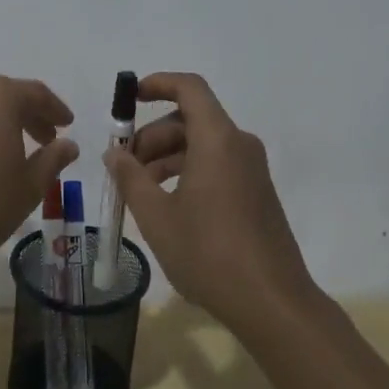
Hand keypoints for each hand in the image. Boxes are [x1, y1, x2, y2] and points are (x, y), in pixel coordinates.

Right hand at [105, 72, 316, 336]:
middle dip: (152, 135)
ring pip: (202, 145)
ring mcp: (251, 170)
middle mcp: (239, 145)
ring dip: (167, 157)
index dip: (158, 84)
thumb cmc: (209, 253)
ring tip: (139, 191)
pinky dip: (188, 172)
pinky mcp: (256, 193)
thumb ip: (131, 178)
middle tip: (124, 166)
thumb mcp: (157, 217)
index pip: (189, 88)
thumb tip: (115, 153)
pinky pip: (217, 165)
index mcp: (217, 140)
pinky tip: (167, 206)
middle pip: (191, 119)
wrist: (273, 304)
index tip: (130, 98)